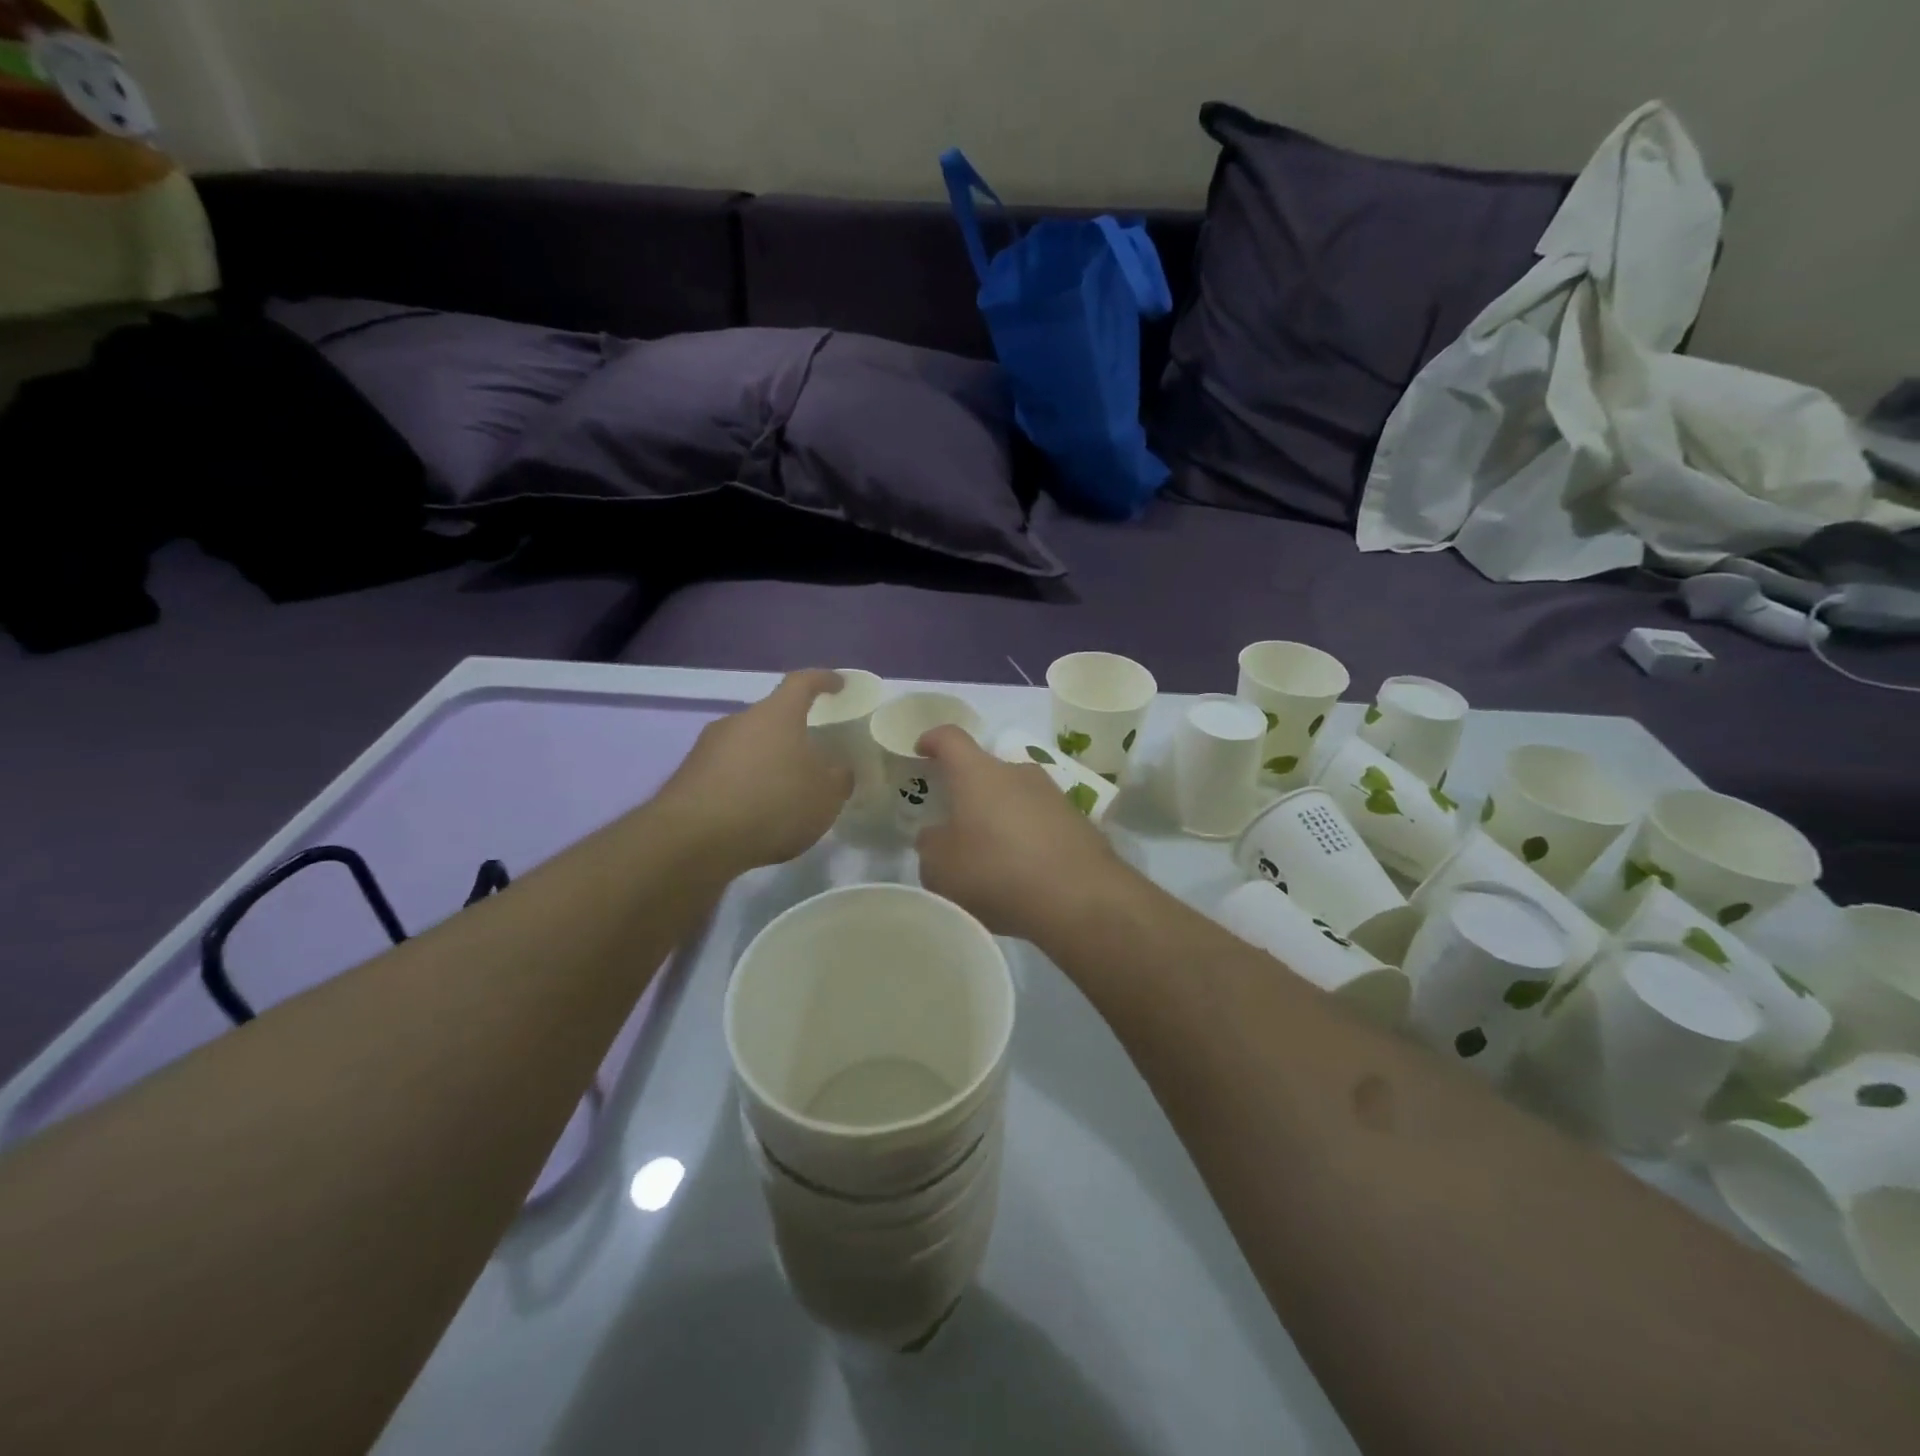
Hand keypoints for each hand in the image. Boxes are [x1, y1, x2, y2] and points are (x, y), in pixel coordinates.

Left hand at [657, 670, 852, 871]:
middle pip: (771, 718)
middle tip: (812, 757)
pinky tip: (754, 816)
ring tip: (784, 794)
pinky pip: (726, 774)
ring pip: (747, 747)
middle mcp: (739, 721)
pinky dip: (744, 787)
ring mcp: (707, 748)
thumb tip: (837, 769)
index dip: (823, 680)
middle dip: (792, 733)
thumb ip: (838, 777)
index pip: (803, 683)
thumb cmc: (772, 804)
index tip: (838, 684)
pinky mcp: (688, 778)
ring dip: (766, 763)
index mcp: (777, 714)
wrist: (694, 840)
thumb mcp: (826, 795)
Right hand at [914, 726, 1130, 943]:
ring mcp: (1053, 794)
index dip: (933, 740)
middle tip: (956, 825)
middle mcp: (1017, 772)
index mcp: (978, 773)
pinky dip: (1027, 837)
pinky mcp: (1078, 821)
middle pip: (985, 771)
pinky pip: (1040, 821)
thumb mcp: (941, 868)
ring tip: (991, 855)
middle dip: (968, 793)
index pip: (950, 738)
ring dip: (1000, 817)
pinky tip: (1023, 871)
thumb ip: (931, 845)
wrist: (1080, 897)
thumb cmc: (996, 872)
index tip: (921, 750)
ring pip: (1015, 797)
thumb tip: (937, 835)